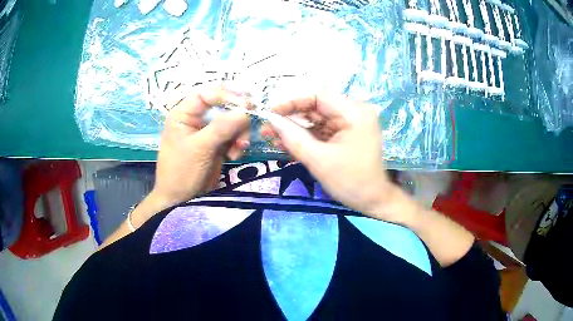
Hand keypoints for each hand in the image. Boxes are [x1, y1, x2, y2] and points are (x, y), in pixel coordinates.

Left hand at [152, 87, 249, 207]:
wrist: (181, 200)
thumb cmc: (181, 171)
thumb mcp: (199, 148)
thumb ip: (222, 127)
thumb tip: (246, 111)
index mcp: (184, 113)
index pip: (207, 94)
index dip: (226, 96)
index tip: (245, 105)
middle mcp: (196, 118)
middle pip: (223, 105)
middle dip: (237, 116)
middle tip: (250, 123)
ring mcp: (208, 131)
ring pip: (232, 120)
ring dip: (240, 132)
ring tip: (240, 148)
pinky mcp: (217, 144)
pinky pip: (234, 135)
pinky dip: (238, 143)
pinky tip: (235, 155)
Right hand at [261, 95, 399, 221]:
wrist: (372, 201)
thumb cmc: (350, 181)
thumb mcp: (318, 160)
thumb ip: (293, 138)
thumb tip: (270, 120)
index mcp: (354, 113)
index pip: (318, 96)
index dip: (292, 102)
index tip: (271, 113)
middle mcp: (355, 112)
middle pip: (316, 107)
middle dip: (291, 119)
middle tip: (267, 129)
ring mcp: (351, 123)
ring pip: (316, 120)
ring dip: (295, 129)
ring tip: (271, 138)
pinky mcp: (347, 134)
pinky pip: (322, 130)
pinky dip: (306, 137)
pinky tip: (286, 144)